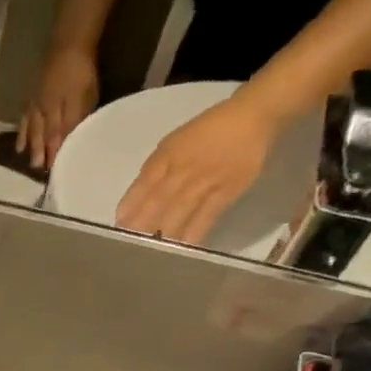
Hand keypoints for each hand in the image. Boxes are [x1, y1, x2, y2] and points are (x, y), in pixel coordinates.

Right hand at [17, 45, 100, 171]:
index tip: (53, 171)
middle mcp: (42, 113)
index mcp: (56, 115)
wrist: (68, 44)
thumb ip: (73, 121)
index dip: (54, 155)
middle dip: (40, 153)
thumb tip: (67, 142)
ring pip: (31, 129)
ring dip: (29, 144)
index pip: (56, 140)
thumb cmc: (80, 71)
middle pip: (41, 137)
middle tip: (38, 169)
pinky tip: (21, 137)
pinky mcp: (33, 94)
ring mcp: (35, 104)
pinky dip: (22, 129)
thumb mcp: (82, 98)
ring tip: (25, 158)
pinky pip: (25, 117)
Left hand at [115, 89, 283, 245]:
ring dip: (163, 233)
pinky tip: (181, 249)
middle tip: (127, 245)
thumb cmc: (206, 132)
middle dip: (141, 224)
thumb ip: (153, 171)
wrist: (253, 117)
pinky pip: (207, 217)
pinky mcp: (227, 192)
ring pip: (179, 211)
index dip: (129, 206)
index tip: (118, 225)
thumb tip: (133, 203)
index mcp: (166, 157)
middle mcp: (183, 170)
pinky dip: (193, 233)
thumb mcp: (172, 144)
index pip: (142, 184)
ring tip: (149, 253)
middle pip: (158, 201)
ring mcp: (206, 182)